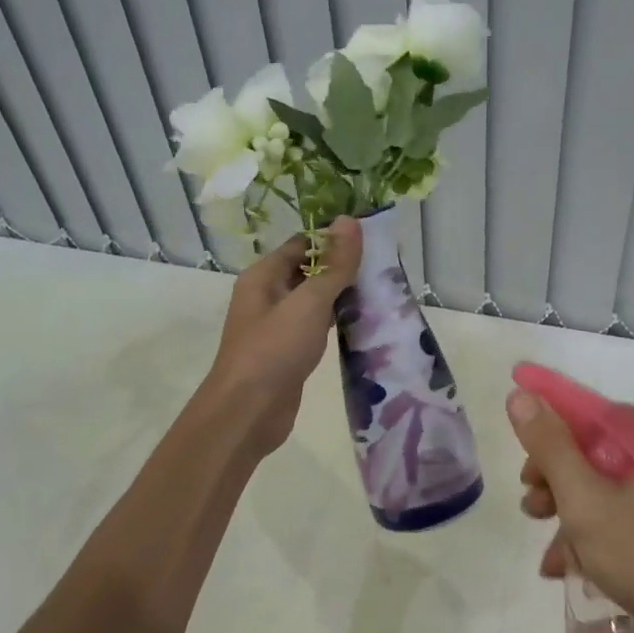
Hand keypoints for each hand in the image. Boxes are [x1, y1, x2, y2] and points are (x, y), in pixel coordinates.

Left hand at [202, 217, 362, 454]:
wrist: (248, 412)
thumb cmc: (274, 350)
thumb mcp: (309, 302)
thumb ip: (334, 265)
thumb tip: (351, 221)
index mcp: (263, 277)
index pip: (301, 244)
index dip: (333, 239)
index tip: (371, 239)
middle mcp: (267, 297)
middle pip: (308, 271)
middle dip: (342, 268)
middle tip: (384, 267)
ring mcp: (277, 327)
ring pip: (314, 302)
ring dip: (342, 297)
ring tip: (381, 291)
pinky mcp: (288, 353)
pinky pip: (315, 328)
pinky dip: (336, 323)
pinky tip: (363, 324)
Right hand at [507, 386, 633, 632]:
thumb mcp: (587, 503)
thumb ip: (551, 447)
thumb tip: (521, 395)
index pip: (592, 416)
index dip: (549, 440)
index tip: (525, 477)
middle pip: (606, 455)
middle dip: (562, 487)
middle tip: (534, 514)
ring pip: (625, 492)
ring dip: (582, 519)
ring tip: (555, 559)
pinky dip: (616, 536)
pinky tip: (588, 571)